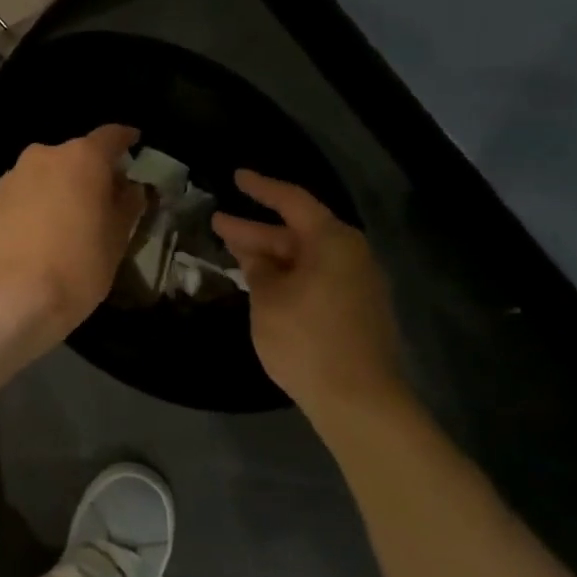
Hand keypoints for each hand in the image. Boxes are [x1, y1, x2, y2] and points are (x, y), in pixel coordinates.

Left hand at [0, 124, 145, 346]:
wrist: (9, 300)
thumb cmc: (76, 268)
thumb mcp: (117, 241)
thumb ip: (127, 206)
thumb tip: (130, 188)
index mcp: (81, 159)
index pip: (110, 136)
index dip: (124, 139)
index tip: (133, 143)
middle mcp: (42, 157)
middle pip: (73, 157)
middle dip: (87, 174)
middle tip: (99, 202)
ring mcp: (9, 179)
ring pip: (41, 177)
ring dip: (54, 192)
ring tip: (62, 225)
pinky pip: (17, 199)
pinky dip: (29, 210)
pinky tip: (32, 240)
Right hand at [213, 170, 408, 411]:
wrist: (358, 399)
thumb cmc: (306, 339)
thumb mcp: (268, 299)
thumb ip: (259, 269)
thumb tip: (256, 257)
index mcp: (332, 241)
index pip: (292, 201)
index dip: (261, 187)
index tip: (236, 176)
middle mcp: (351, 255)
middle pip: (298, 232)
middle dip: (256, 230)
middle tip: (218, 223)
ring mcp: (358, 284)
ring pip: (306, 258)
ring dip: (271, 256)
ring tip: (235, 252)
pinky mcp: (357, 310)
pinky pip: (317, 278)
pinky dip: (288, 275)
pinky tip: (264, 284)